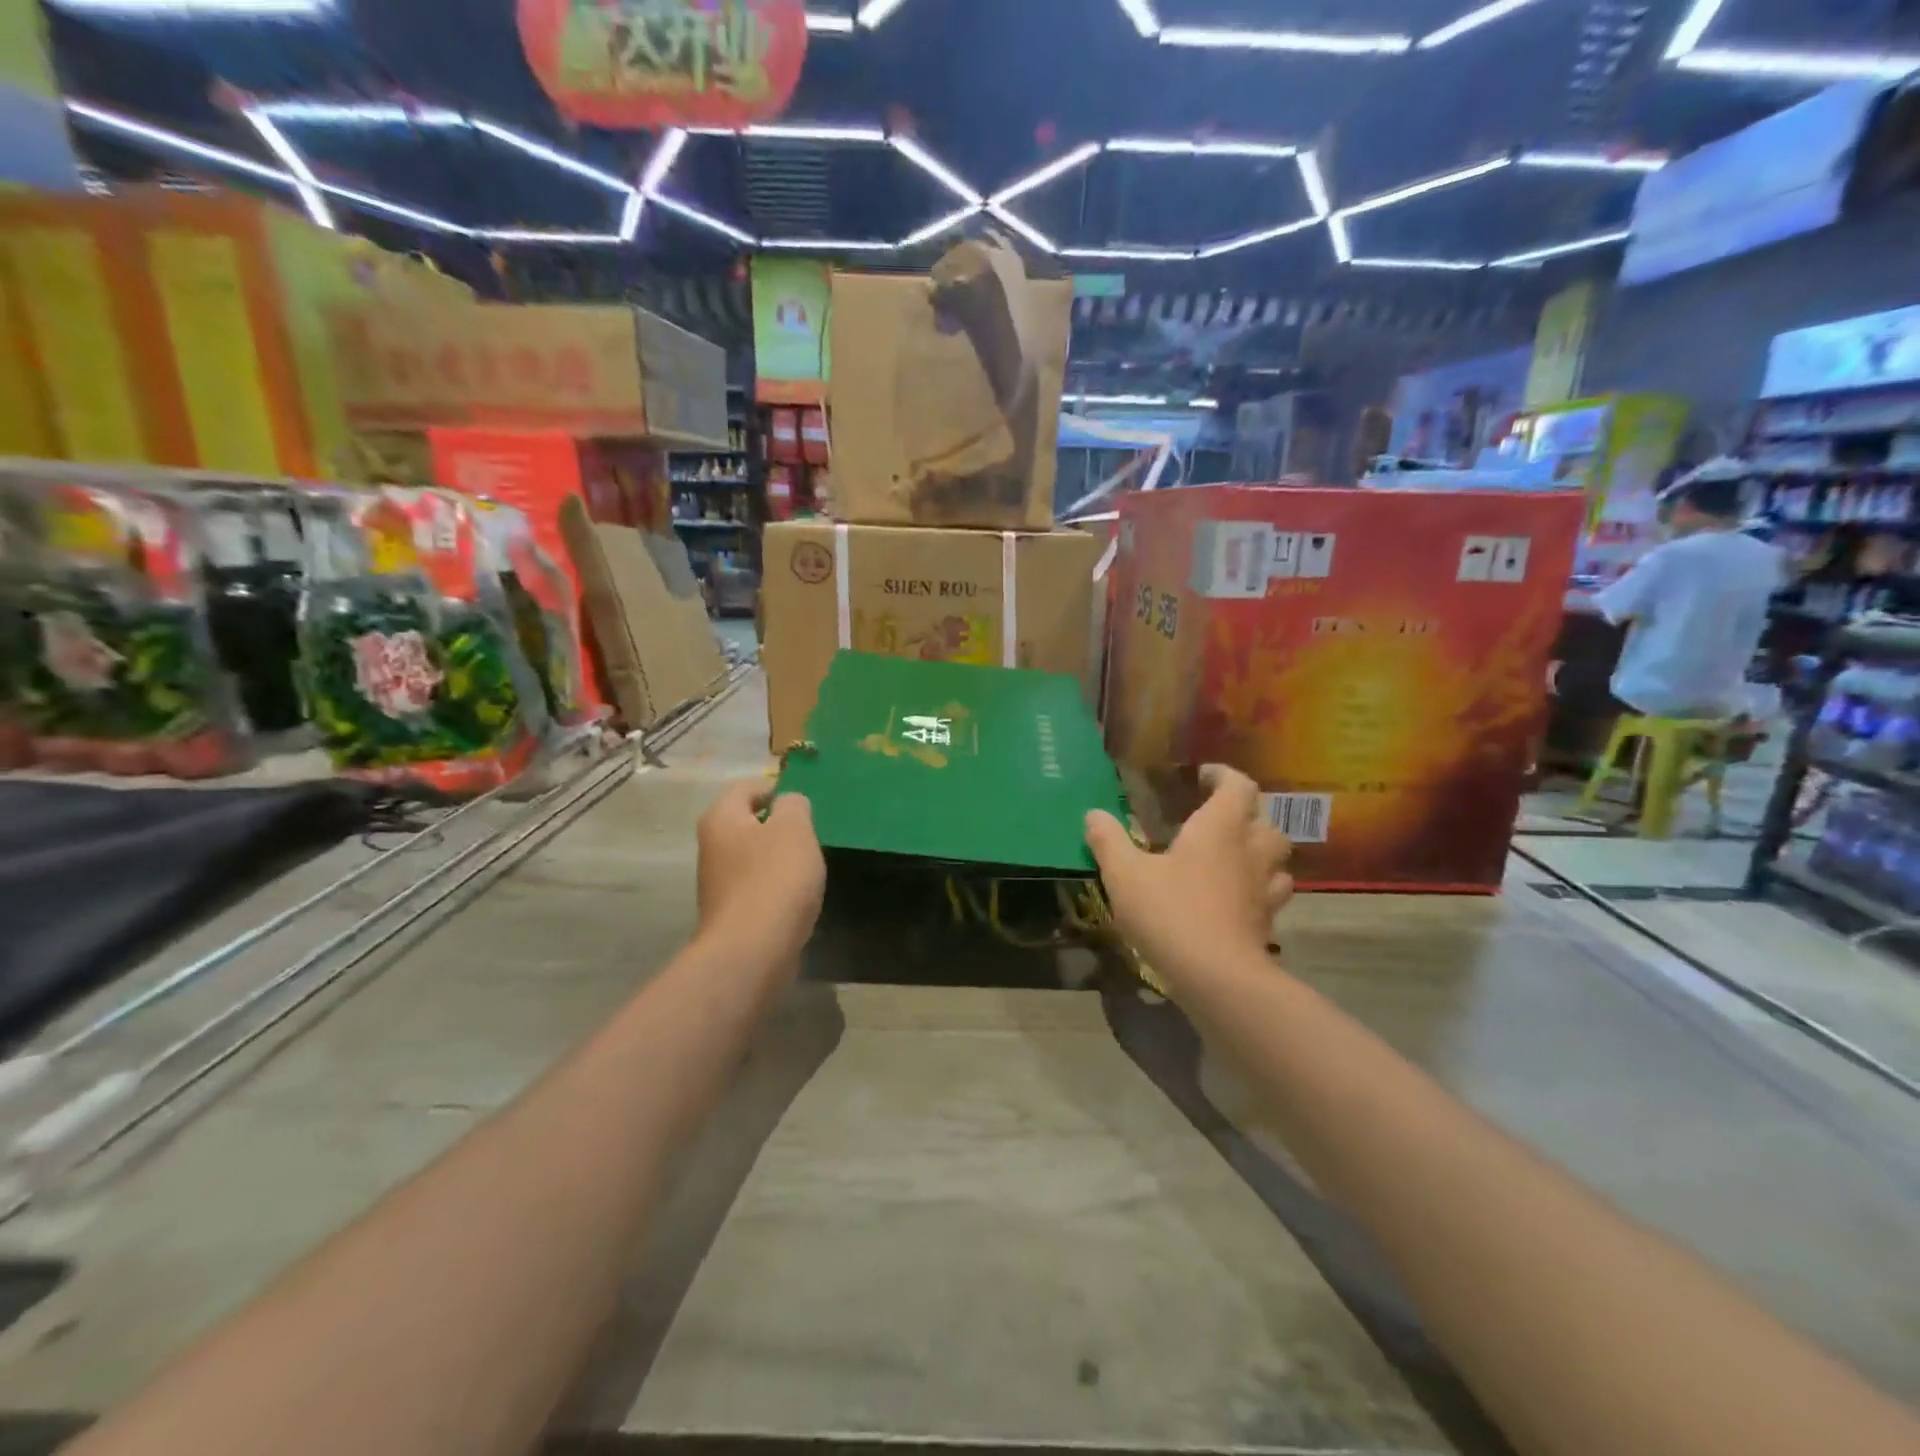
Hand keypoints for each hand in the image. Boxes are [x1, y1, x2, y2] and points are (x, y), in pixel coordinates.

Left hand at [695, 780, 825, 963]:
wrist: (753, 950)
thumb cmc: (775, 878)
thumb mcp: (794, 828)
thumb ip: (794, 805)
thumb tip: (788, 803)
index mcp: (721, 818)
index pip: (745, 787)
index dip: (775, 788)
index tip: (803, 802)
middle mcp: (711, 846)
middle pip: (746, 822)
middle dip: (778, 825)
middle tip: (809, 833)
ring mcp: (717, 882)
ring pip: (752, 856)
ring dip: (778, 857)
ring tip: (807, 866)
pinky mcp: (730, 912)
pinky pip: (756, 886)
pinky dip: (775, 885)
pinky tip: (796, 897)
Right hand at [1086, 765, 1292, 980]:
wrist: (1217, 977)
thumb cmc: (1170, 912)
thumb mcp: (1125, 874)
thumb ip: (1109, 841)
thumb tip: (1093, 814)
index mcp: (1219, 827)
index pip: (1238, 785)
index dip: (1224, 775)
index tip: (1203, 776)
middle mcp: (1250, 850)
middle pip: (1264, 820)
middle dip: (1245, 814)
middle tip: (1217, 820)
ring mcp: (1264, 887)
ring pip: (1276, 858)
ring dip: (1259, 851)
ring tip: (1233, 857)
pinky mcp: (1268, 921)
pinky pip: (1272, 894)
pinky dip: (1259, 888)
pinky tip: (1236, 898)